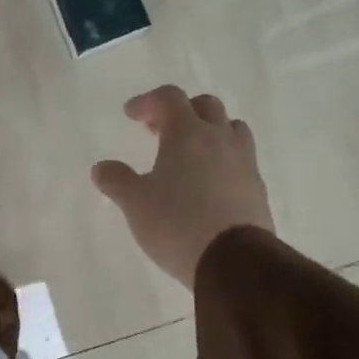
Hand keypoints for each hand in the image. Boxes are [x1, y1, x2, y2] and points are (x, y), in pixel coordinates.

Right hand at [91, 86, 273, 288]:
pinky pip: (241, 158)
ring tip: (190, 153)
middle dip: (180, 112)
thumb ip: (116, 180)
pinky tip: (208, 183)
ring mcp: (244, 162)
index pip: (170, 98)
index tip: (131, 115)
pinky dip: (222, 159)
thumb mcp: (135, 203)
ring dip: (209, 131)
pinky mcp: (257, 188)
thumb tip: (101, 167)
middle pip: (205, 106)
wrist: (235, 261)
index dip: (148, 101)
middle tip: (158, 131)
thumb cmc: (177, 223)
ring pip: (230, 129)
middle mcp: (219, 139)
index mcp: (187, 134)